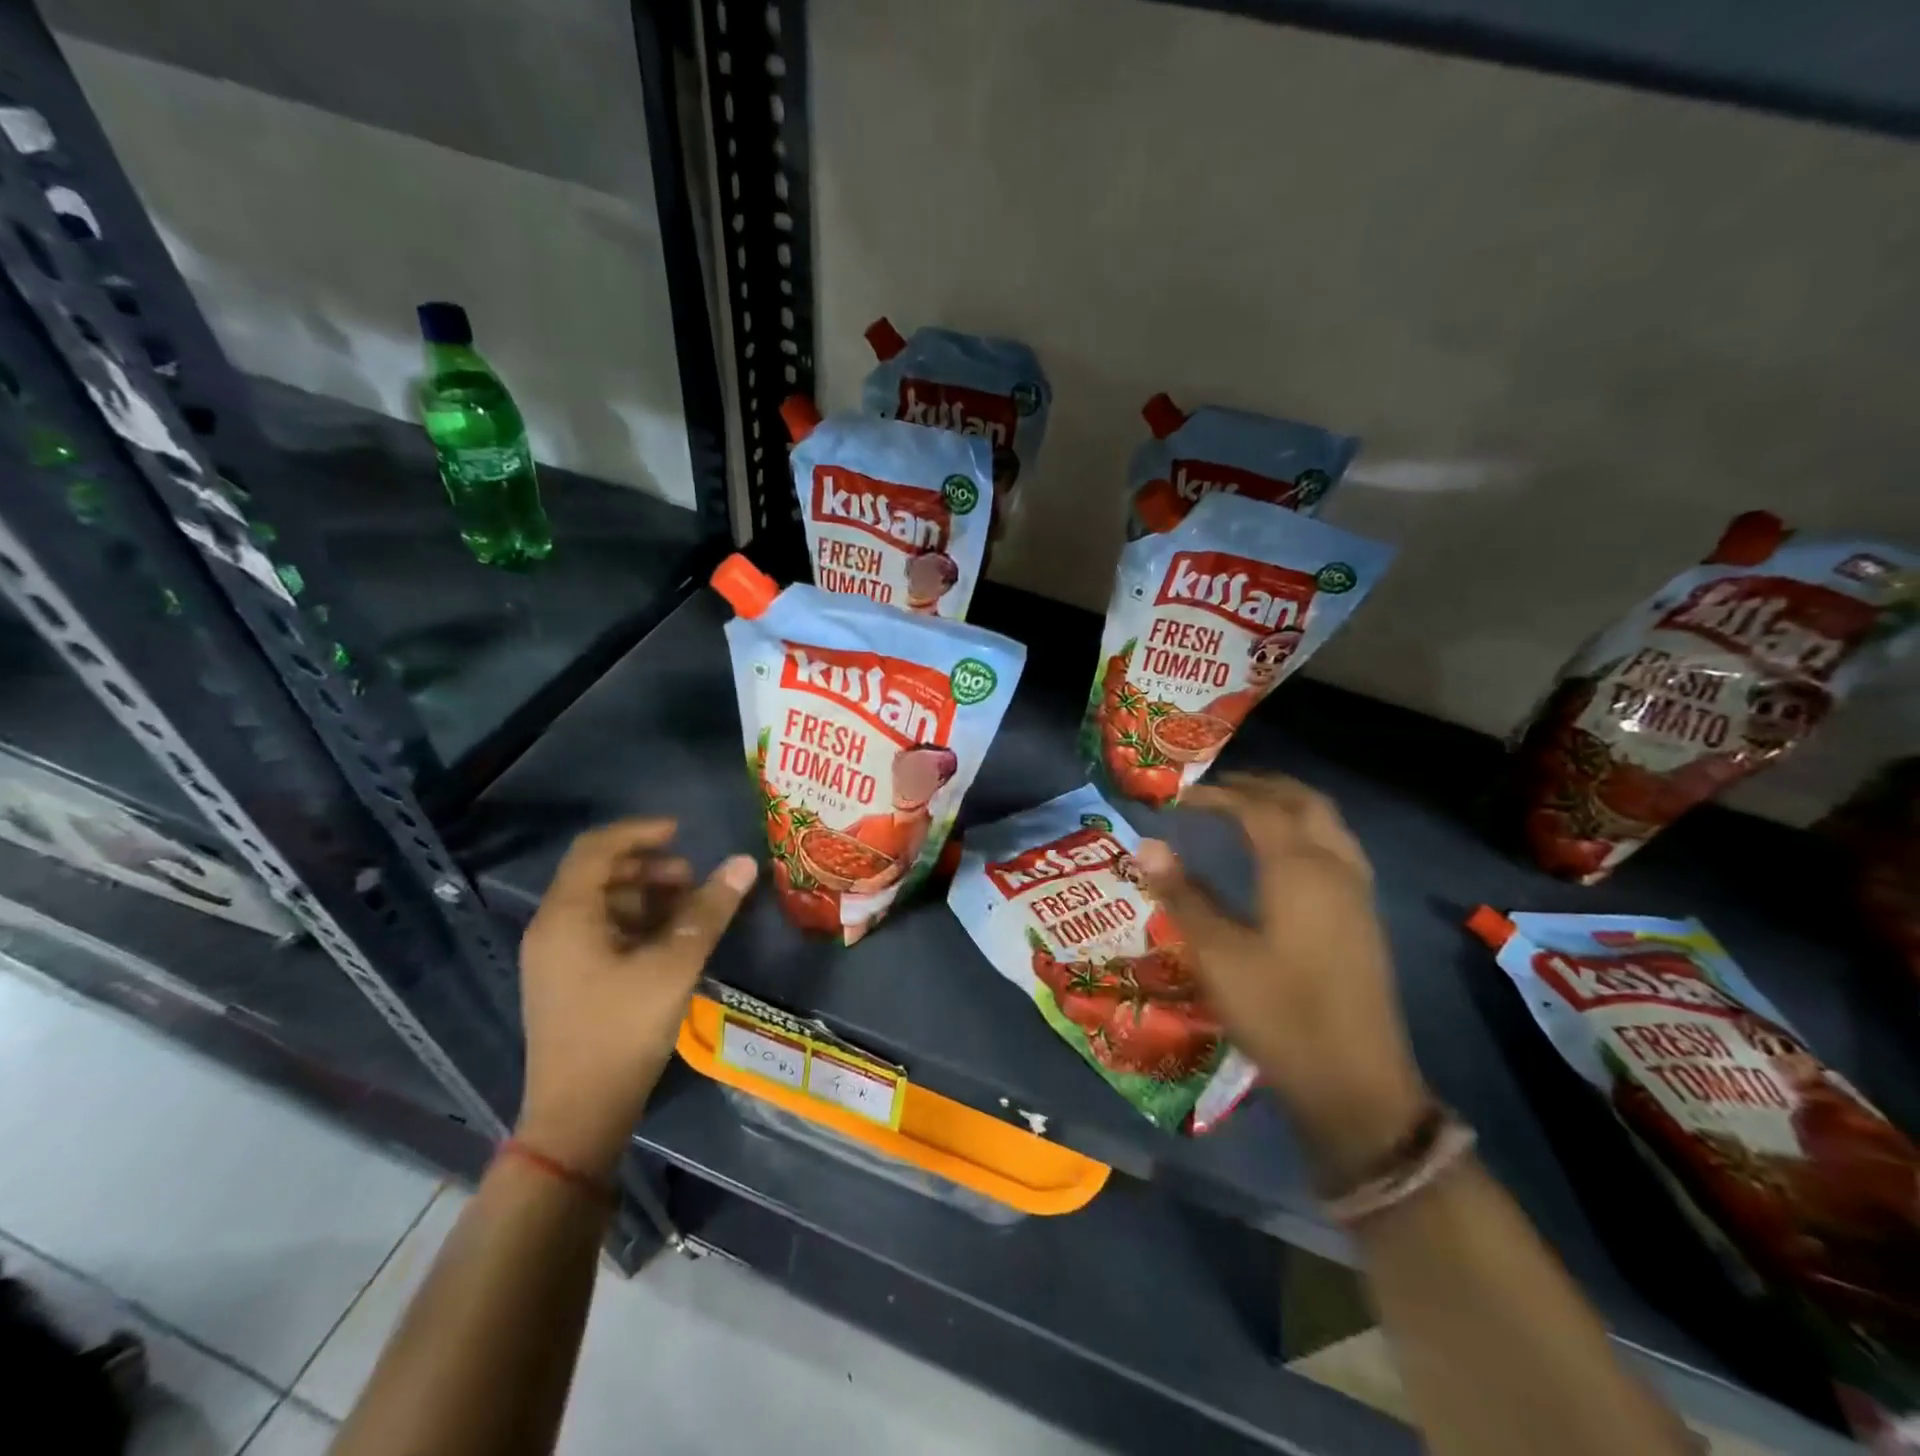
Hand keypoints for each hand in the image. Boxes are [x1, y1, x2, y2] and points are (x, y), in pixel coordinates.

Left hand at [516, 820, 757, 1175]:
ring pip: (603, 905)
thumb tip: (743, 863)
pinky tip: (671, 942)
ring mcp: (557, 958)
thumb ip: (709, 910)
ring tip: (690, 910)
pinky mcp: (568, 982)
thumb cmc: (622, 1032)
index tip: (682, 832)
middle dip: (650, 869)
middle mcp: (553, 929)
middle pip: (600, 875)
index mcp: (567, 917)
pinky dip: (637, 924)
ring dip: (647, 897)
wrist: (578, 1117)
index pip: (597, 849)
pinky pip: (602, 933)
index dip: (640, 832)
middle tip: (694, 879)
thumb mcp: (674, 966)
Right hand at [1135, 774, 1428, 1183]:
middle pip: (1303, 802)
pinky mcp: (1364, 917)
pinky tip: (1284, 855)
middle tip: (1218, 790)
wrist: (1355, 1084)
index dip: (1218, 795)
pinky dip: (1307, 829)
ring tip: (1249, 810)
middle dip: (1261, 786)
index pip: (1257, 809)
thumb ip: (1182, 894)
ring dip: (1288, 805)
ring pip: (1327, 823)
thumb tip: (1147, 845)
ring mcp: (1357, 892)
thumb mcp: (1217, 955)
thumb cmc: (1279, 1013)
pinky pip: (1337, 847)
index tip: (1182, 796)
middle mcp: (1335, 867)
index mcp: (1299, 868)